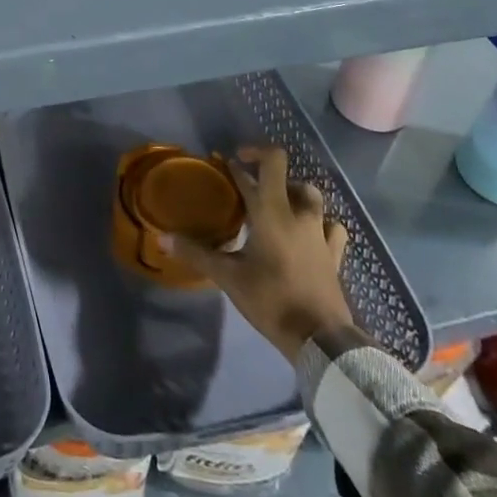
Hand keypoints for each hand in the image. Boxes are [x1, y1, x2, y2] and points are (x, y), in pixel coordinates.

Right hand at [164, 146, 353, 362]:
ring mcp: (321, 233)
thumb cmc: (271, 300)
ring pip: (312, 197)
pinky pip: (331, 226)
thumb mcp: (228, 277)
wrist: (319, 339)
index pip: (266, 165)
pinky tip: (311, 232)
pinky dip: (321, 222)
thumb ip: (196, 253)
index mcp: (273, 212)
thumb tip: (162, 238)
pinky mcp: (334, 254)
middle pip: (288, 176)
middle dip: (267, 173)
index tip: (228, 163)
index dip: (246, 158)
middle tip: (249, 185)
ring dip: (294, 193)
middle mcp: (299, 214)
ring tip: (278, 205)